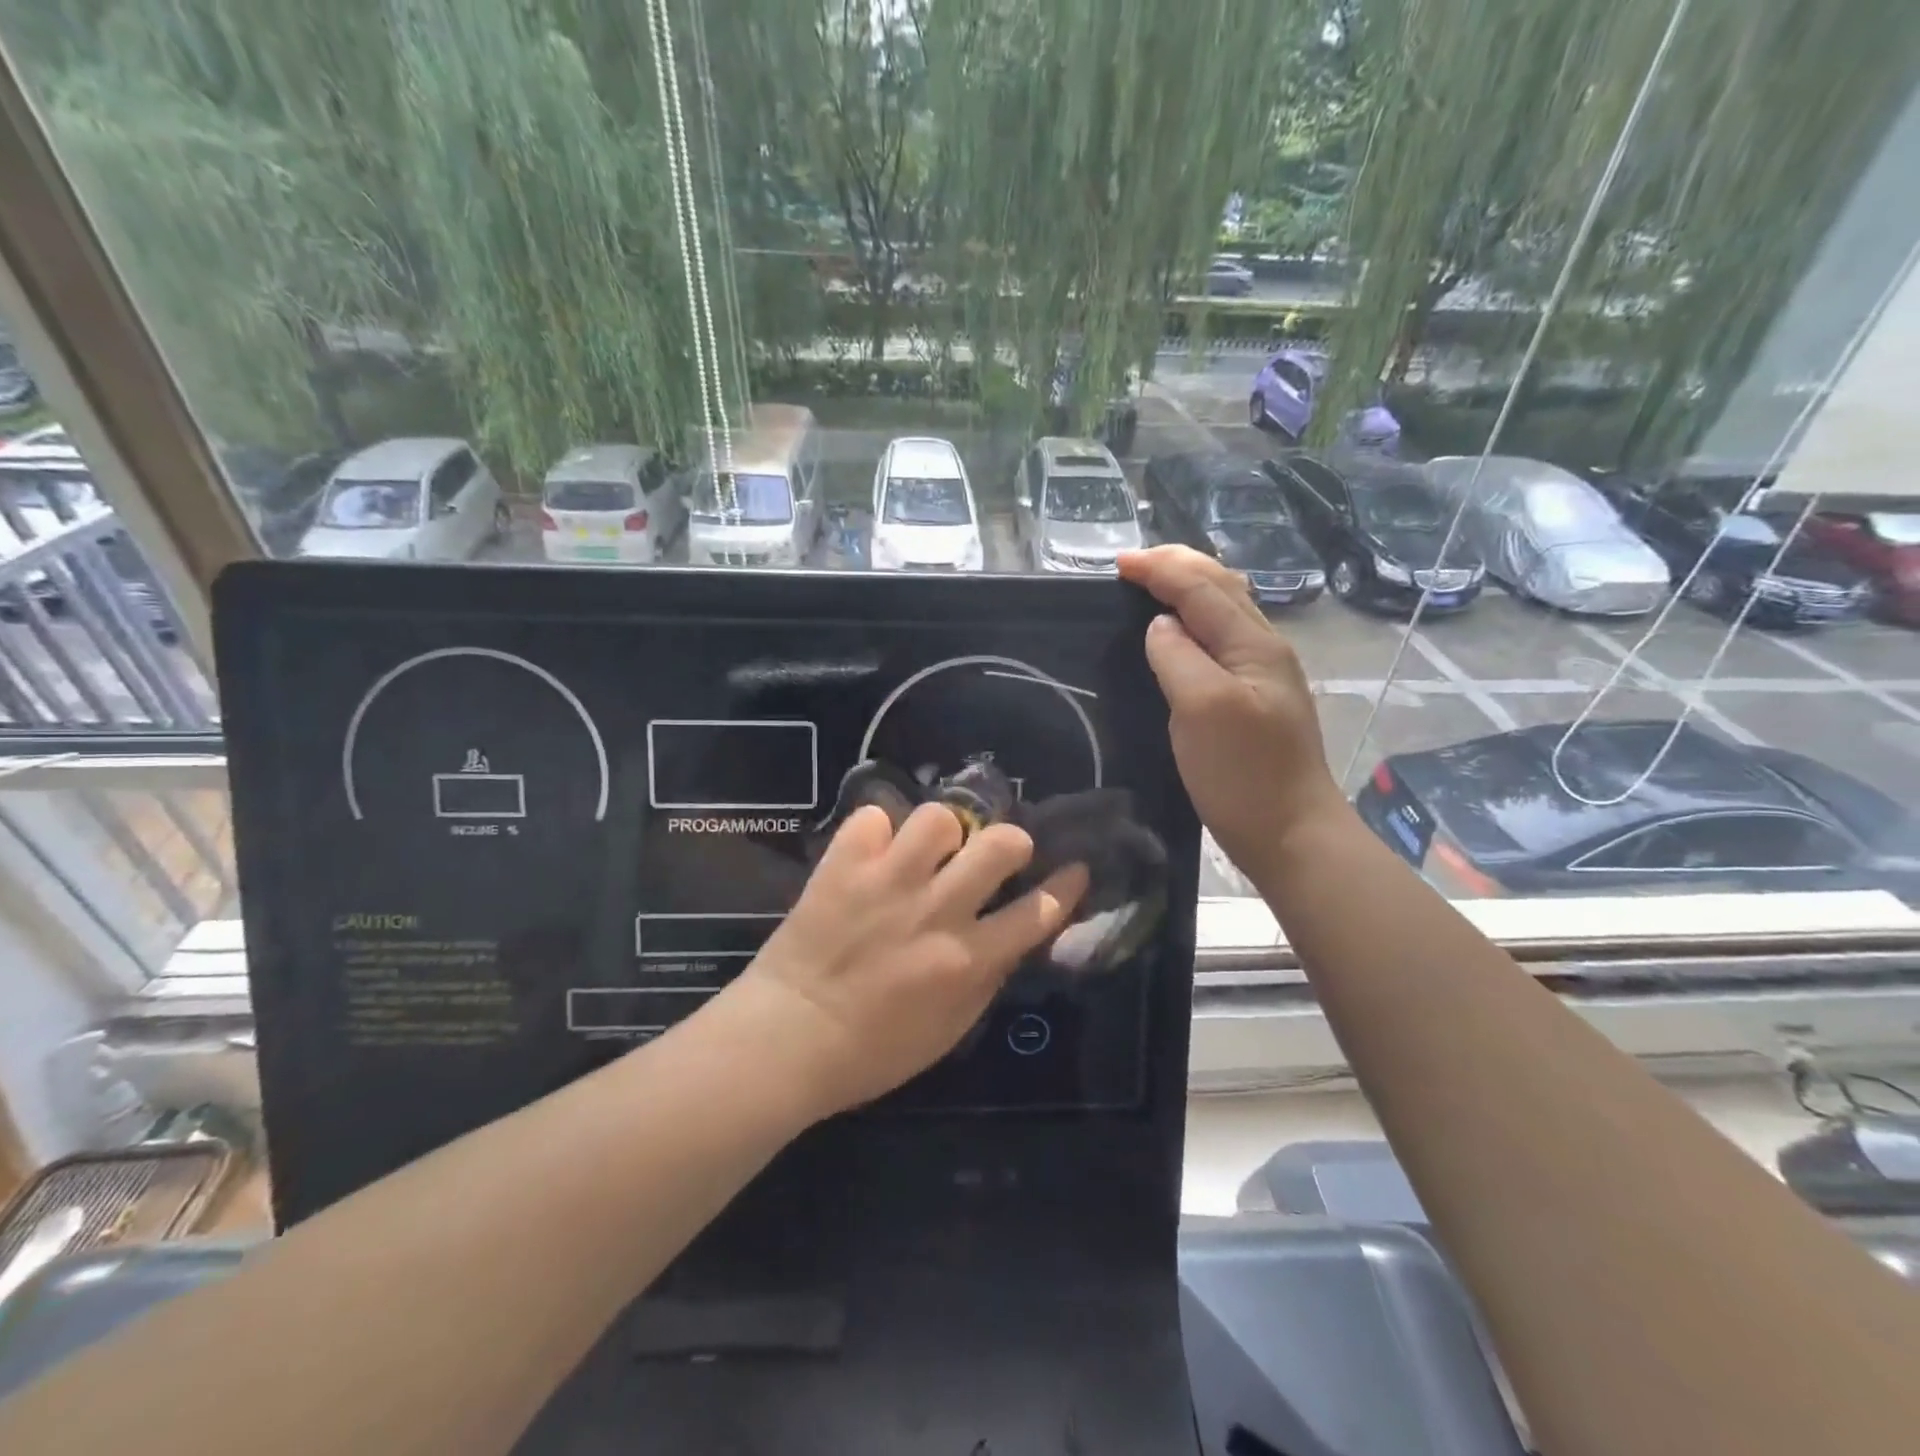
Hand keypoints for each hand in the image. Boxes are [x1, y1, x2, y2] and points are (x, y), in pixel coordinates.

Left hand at [721, 804, 1087, 1117]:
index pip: (1037, 912)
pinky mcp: (843, 866)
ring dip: (942, 829)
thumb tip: (1012, 936)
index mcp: (966, 959)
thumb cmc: (873, 1051)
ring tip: (929, 847)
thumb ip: (987, 979)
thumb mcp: (948, 1031)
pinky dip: (877, 829)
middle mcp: (936, 911)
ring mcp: (888, 882)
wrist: (788, 1039)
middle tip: (997, 851)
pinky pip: (873, 817)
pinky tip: (873, 850)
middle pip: (999, 845)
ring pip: (938, 817)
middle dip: (1011, 840)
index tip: (1074, 869)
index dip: (1065, 887)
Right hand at [1118, 545, 1347, 880]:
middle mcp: (1263, 648)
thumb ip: (1179, 657)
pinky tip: (1179, 637)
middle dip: (1177, 566)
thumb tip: (1160, 625)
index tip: (1116, 563)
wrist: (1291, 834)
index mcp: (1253, 644)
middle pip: (1221, 587)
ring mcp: (1263, 675)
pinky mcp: (1254, 700)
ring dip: (1188, 589)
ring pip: (1225, 611)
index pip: (1202, 588)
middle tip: (1132, 566)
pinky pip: (1222, 640)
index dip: (1160, 569)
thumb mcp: (1202, 708)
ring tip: (1152, 587)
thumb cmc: (1243, 774)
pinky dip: (1195, 621)